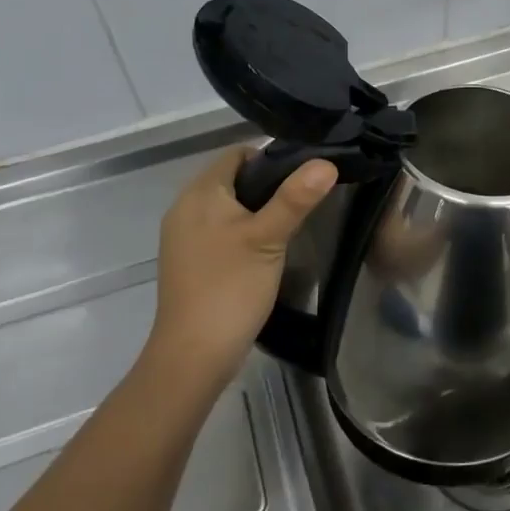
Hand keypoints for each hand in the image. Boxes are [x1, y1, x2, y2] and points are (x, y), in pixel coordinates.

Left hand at [149, 145, 336, 390]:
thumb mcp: (269, 238)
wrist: (192, 356)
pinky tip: (264, 252)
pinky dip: (241, 232)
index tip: (303, 177)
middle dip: (267, 186)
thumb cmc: (230, 287)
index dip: (271, 158)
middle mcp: (185, 207)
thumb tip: (326, 162)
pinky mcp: (188, 262)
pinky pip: (218, 231)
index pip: (238, 154)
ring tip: (288, 226)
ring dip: (256, 211)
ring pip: (227, 207)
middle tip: (303, 202)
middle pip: (232, 179)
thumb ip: (296, 198)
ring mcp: (183, 237)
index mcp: (200, 193)